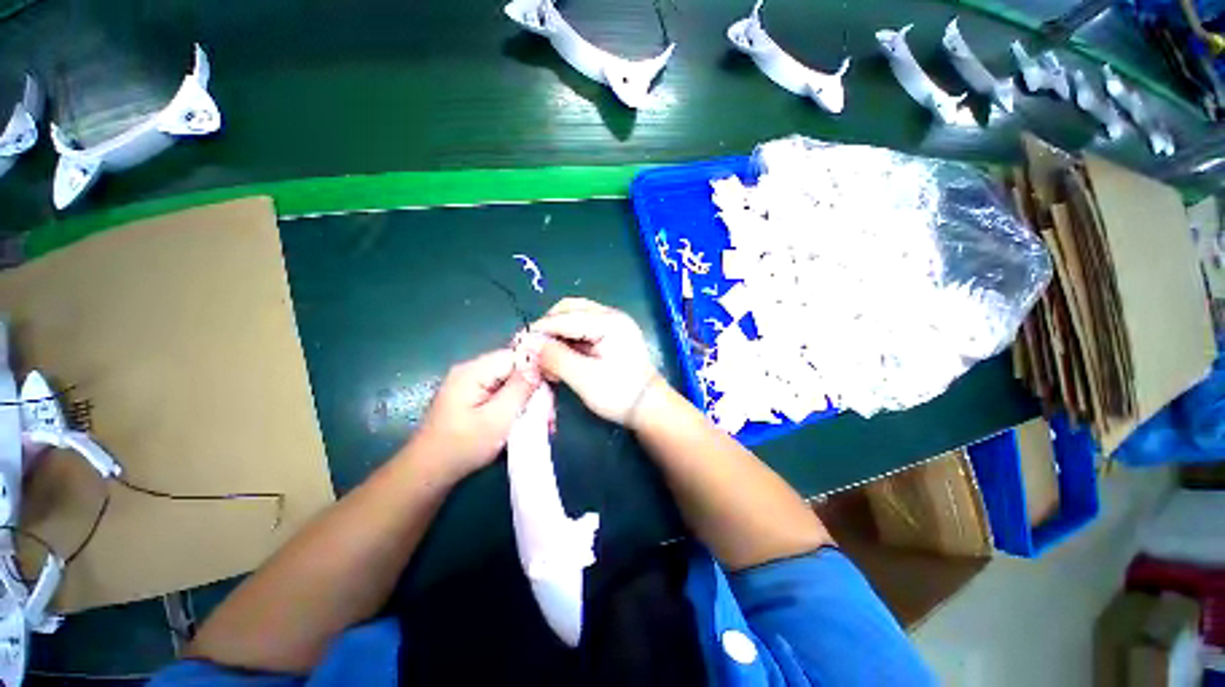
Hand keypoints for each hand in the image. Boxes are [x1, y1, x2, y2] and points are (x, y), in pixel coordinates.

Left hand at [409, 349, 538, 480]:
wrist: (429, 472)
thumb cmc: (463, 446)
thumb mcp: (498, 418)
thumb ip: (520, 389)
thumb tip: (539, 365)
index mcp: (474, 371)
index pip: (516, 355)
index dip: (537, 369)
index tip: (551, 390)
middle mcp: (471, 371)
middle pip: (514, 368)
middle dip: (533, 389)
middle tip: (547, 415)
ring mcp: (471, 383)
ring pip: (511, 382)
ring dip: (527, 400)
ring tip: (540, 422)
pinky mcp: (472, 396)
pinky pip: (501, 392)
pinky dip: (515, 404)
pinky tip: (525, 421)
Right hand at [533, 298, 661, 427]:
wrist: (650, 408)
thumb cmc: (619, 394)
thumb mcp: (583, 378)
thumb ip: (555, 357)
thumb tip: (528, 343)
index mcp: (608, 322)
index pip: (564, 318)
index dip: (539, 330)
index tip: (518, 344)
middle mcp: (612, 315)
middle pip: (570, 309)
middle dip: (548, 326)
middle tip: (533, 348)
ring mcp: (614, 324)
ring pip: (575, 317)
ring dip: (557, 333)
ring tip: (545, 355)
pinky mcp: (613, 335)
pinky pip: (584, 329)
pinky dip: (569, 340)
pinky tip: (560, 356)